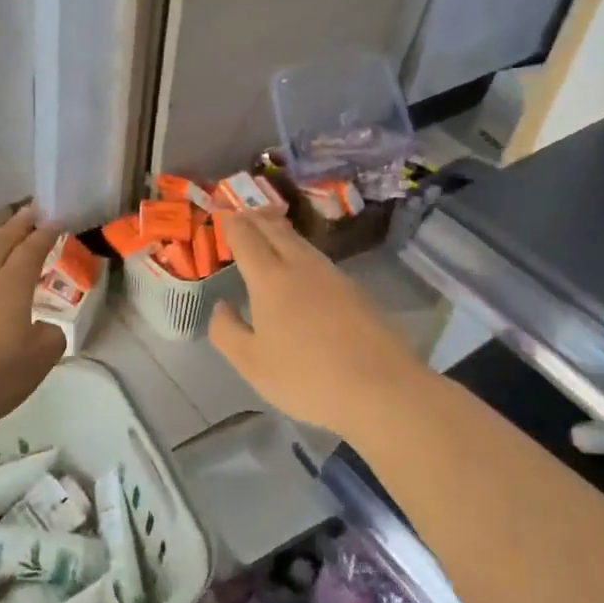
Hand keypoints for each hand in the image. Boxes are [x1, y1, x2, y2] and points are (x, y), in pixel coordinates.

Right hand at [210, 210, 428, 435]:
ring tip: (269, 232)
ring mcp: (333, 276)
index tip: (222, 215)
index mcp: (270, 279)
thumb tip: (221, 306)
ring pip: (301, 242)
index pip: (246, 237)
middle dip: (256, 218)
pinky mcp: (356, 290)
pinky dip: (301, 251)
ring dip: (280, 232)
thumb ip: (227, 332)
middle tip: (243, 214)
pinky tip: (302, 267)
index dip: (231, 223)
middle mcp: (301, 266)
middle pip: (276, 230)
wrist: (381, 388)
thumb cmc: (307, 378)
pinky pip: (319, 259)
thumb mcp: (252, 364)